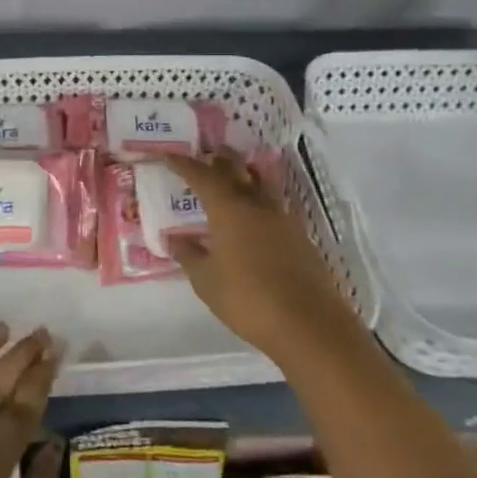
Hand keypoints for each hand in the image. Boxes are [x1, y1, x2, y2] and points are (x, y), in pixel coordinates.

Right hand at [165, 150, 358, 362]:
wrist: (308, 323)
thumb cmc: (247, 298)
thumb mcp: (206, 281)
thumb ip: (189, 255)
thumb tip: (174, 239)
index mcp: (228, 208)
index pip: (201, 175)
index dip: (183, 164)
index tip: (168, 156)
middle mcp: (256, 204)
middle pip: (236, 168)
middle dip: (219, 159)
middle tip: (205, 154)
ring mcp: (282, 218)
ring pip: (260, 182)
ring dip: (244, 173)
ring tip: (232, 175)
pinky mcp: (299, 235)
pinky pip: (274, 205)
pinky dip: (259, 199)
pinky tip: (254, 215)